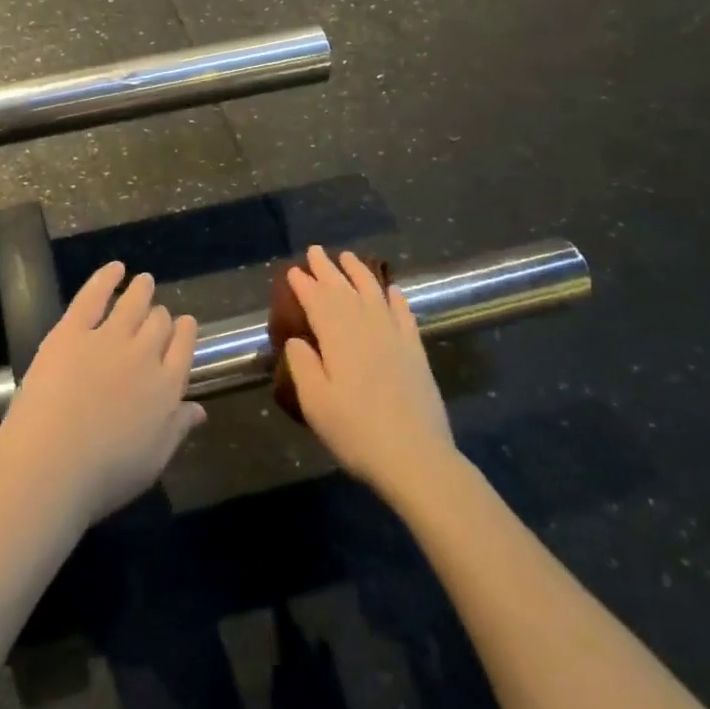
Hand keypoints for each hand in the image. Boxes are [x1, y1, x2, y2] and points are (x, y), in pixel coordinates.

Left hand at [0, 263, 204, 531]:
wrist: (50, 466)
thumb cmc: (104, 477)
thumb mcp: (153, 461)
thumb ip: (177, 429)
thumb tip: (199, 409)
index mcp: (168, 388)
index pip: (184, 347)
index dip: (185, 332)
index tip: (183, 324)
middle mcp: (144, 354)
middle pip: (159, 322)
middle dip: (160, 316)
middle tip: (155, 313)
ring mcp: (108, 338)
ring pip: (133, 302)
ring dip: (142, 289)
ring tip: (143, 280)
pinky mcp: (71, 331)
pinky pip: (94, 294)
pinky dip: (106, 277)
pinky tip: (115, 268)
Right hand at [280, 246, 458, 500]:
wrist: (416, 457)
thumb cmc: (356, 432)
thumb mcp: (315, 403)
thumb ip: (303, 365)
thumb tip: (297, 339)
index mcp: (338, 338)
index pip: (317, 301)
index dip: (304, 284)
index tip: (293, 270)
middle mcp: (366, 328)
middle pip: (344, 291)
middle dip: (327, 269)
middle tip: (315, 251)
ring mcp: (395, 338)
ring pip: (374, 294)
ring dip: (359, 273)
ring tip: (348, 257)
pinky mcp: (415, 352)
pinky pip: (404, 314)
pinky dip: (396, 298)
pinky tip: (392, 289)